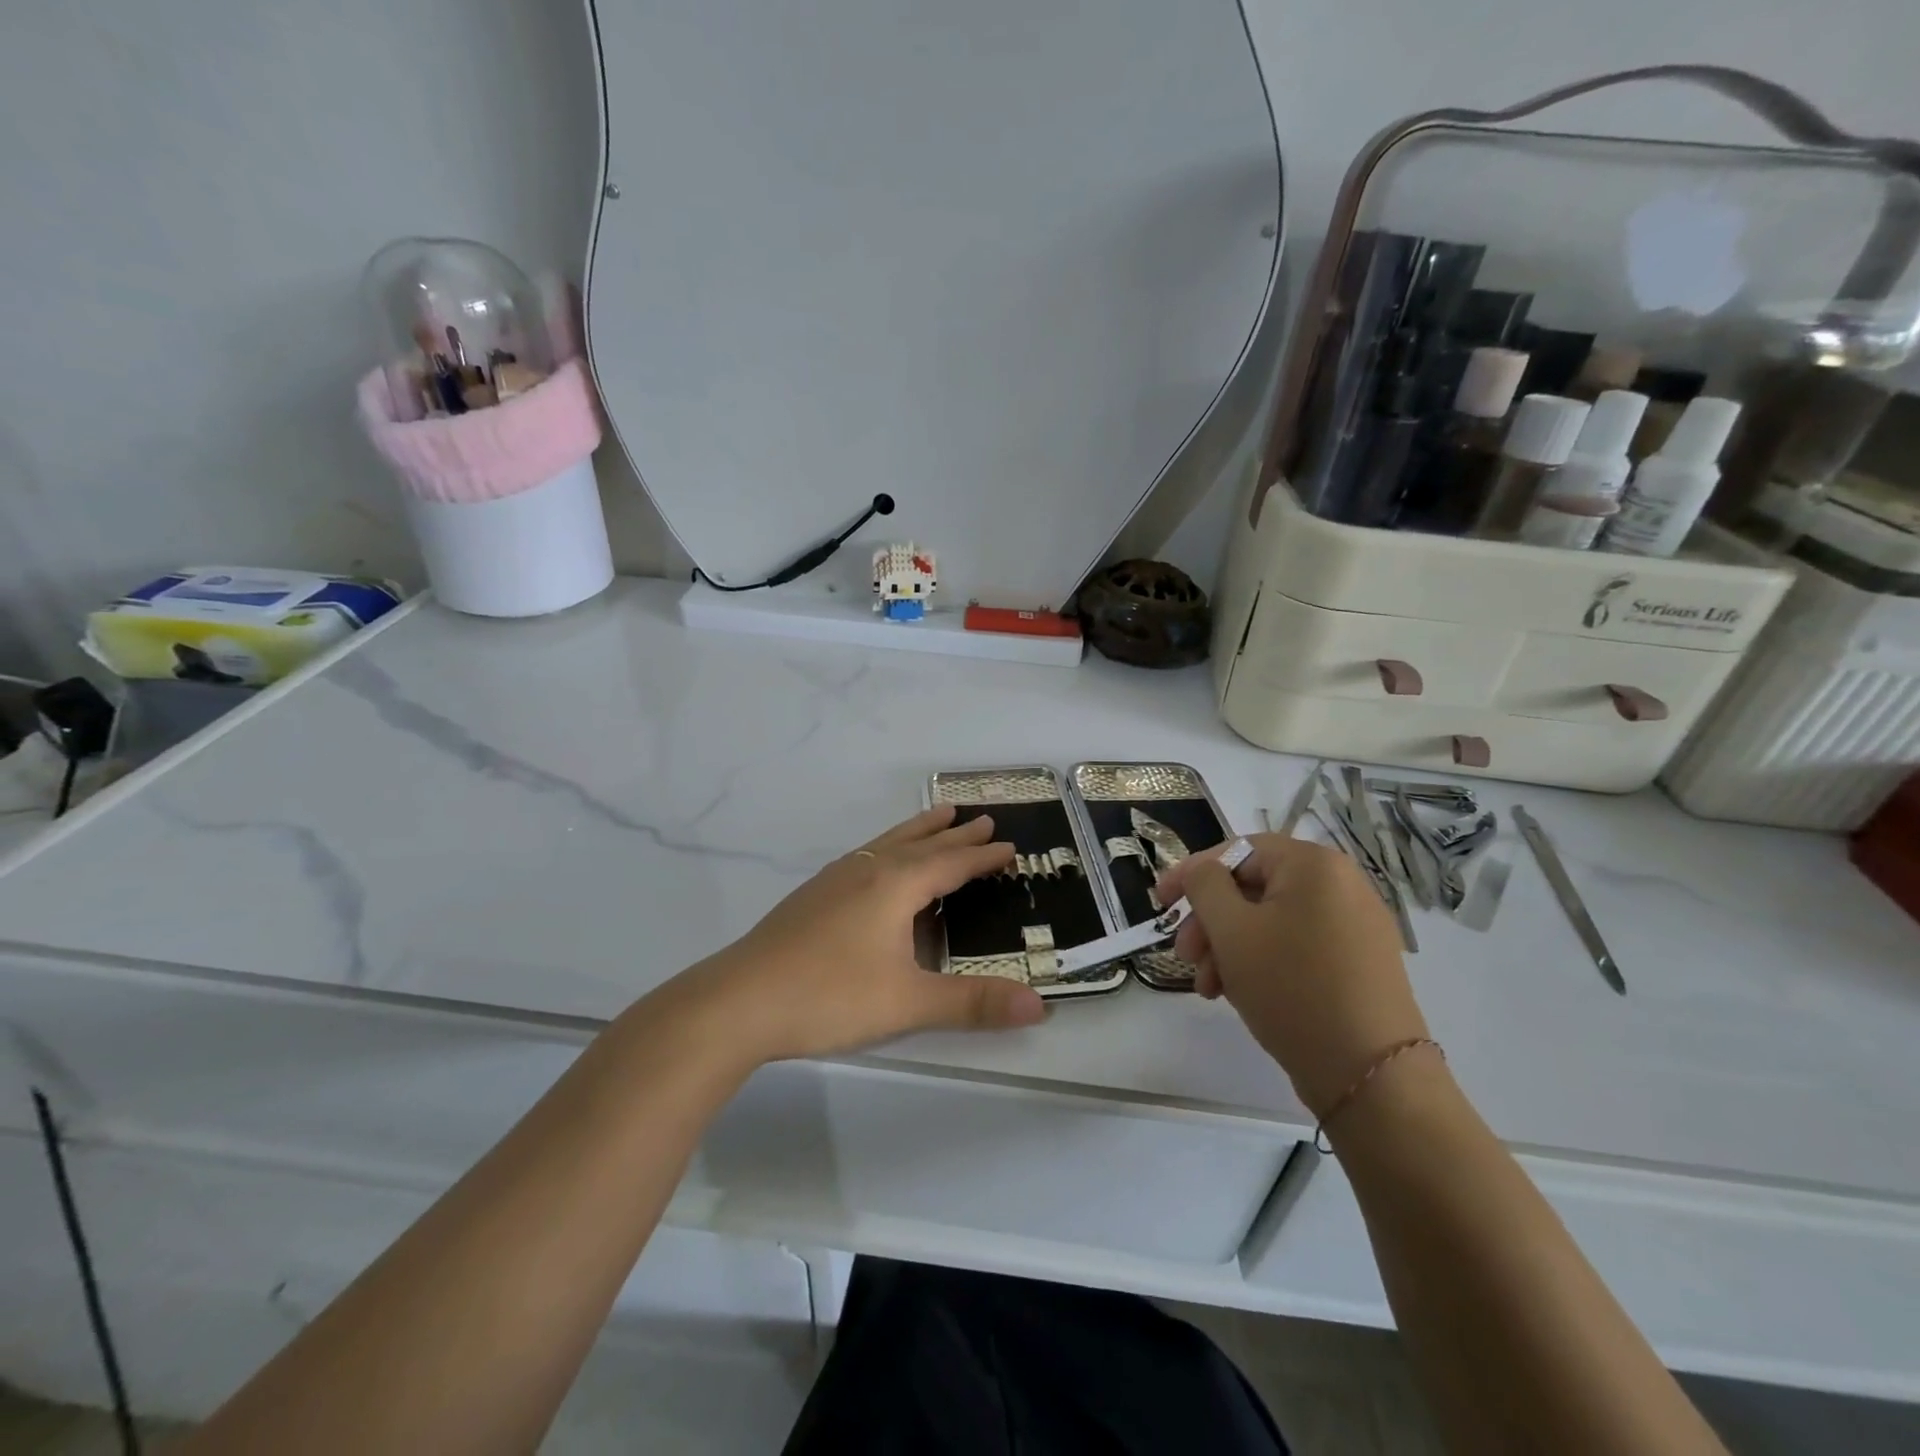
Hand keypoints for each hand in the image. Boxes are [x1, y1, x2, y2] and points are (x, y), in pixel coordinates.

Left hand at [681, 805, 1046, 1064]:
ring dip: (918, 831)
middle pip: (920, 844)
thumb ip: (973, 1002)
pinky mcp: (812, 896)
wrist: (738, 1000)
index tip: (1010, 846)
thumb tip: (1041, 1006)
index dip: (983, 857)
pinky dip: (888, 849)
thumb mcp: (908, 1003)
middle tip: (982, 819)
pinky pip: (865, 857)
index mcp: (894, 885)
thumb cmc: (829, 995)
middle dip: (955, 835)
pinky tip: (877, 865)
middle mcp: (867, 871)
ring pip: (887, 844)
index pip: (951, 863)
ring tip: (938, 816)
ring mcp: (835, 880)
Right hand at [1154, 834, 1427, 1116]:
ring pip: (1271, 921)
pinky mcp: (1359, 963)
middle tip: (1184, 955)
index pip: (1237, 851)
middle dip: (1210, 921)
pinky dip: (1261, 962)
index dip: (1192, 873)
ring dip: (1229, 947)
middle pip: (1253, 888)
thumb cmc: (1292, 988)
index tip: (1160, 904)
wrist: (1372, 1076)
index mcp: (1314, 865)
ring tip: (1208, 987)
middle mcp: (1342, 885)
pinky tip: (1238, 994)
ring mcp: (1355, 926)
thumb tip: (1201, 870)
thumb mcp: (1232, 930)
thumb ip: (1205, 885)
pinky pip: (1296, 946)